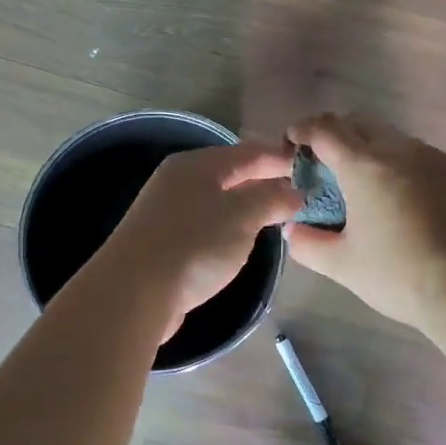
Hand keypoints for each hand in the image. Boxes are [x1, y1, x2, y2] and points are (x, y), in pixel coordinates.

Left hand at [97, 140, 306, 335]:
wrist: (134, 292)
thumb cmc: (194, 245)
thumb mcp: (242, 216)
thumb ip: (271, 198)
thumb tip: (295, 192)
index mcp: (197, 164)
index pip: (248, 152)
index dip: (280, 158)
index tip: (311, 168)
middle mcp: (179, 180)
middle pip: (231, 174)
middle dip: (264, 181)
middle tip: (299, 194)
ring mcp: (167, 211)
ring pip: (218, 199)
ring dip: (247, 205)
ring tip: (276, 216)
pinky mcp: (163, 240)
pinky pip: (206, 223)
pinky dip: (228, 226)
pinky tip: (240, 240)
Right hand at [284, 114, 445, 331]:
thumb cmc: (400, 274)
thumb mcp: (343, 265)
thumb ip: (308, 244)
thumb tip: (293, 230)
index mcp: (364, 165)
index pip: (325, 129)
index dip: (303, 130)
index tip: (291, 142)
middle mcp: (398, 150)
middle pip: (358, 123)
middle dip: (334, 135)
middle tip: (321, 164)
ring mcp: (432, 158)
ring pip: (389, 137)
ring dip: (366, 148)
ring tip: (358, 182)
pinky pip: (414, 154)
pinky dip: (394, 163)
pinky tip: (393, 196)